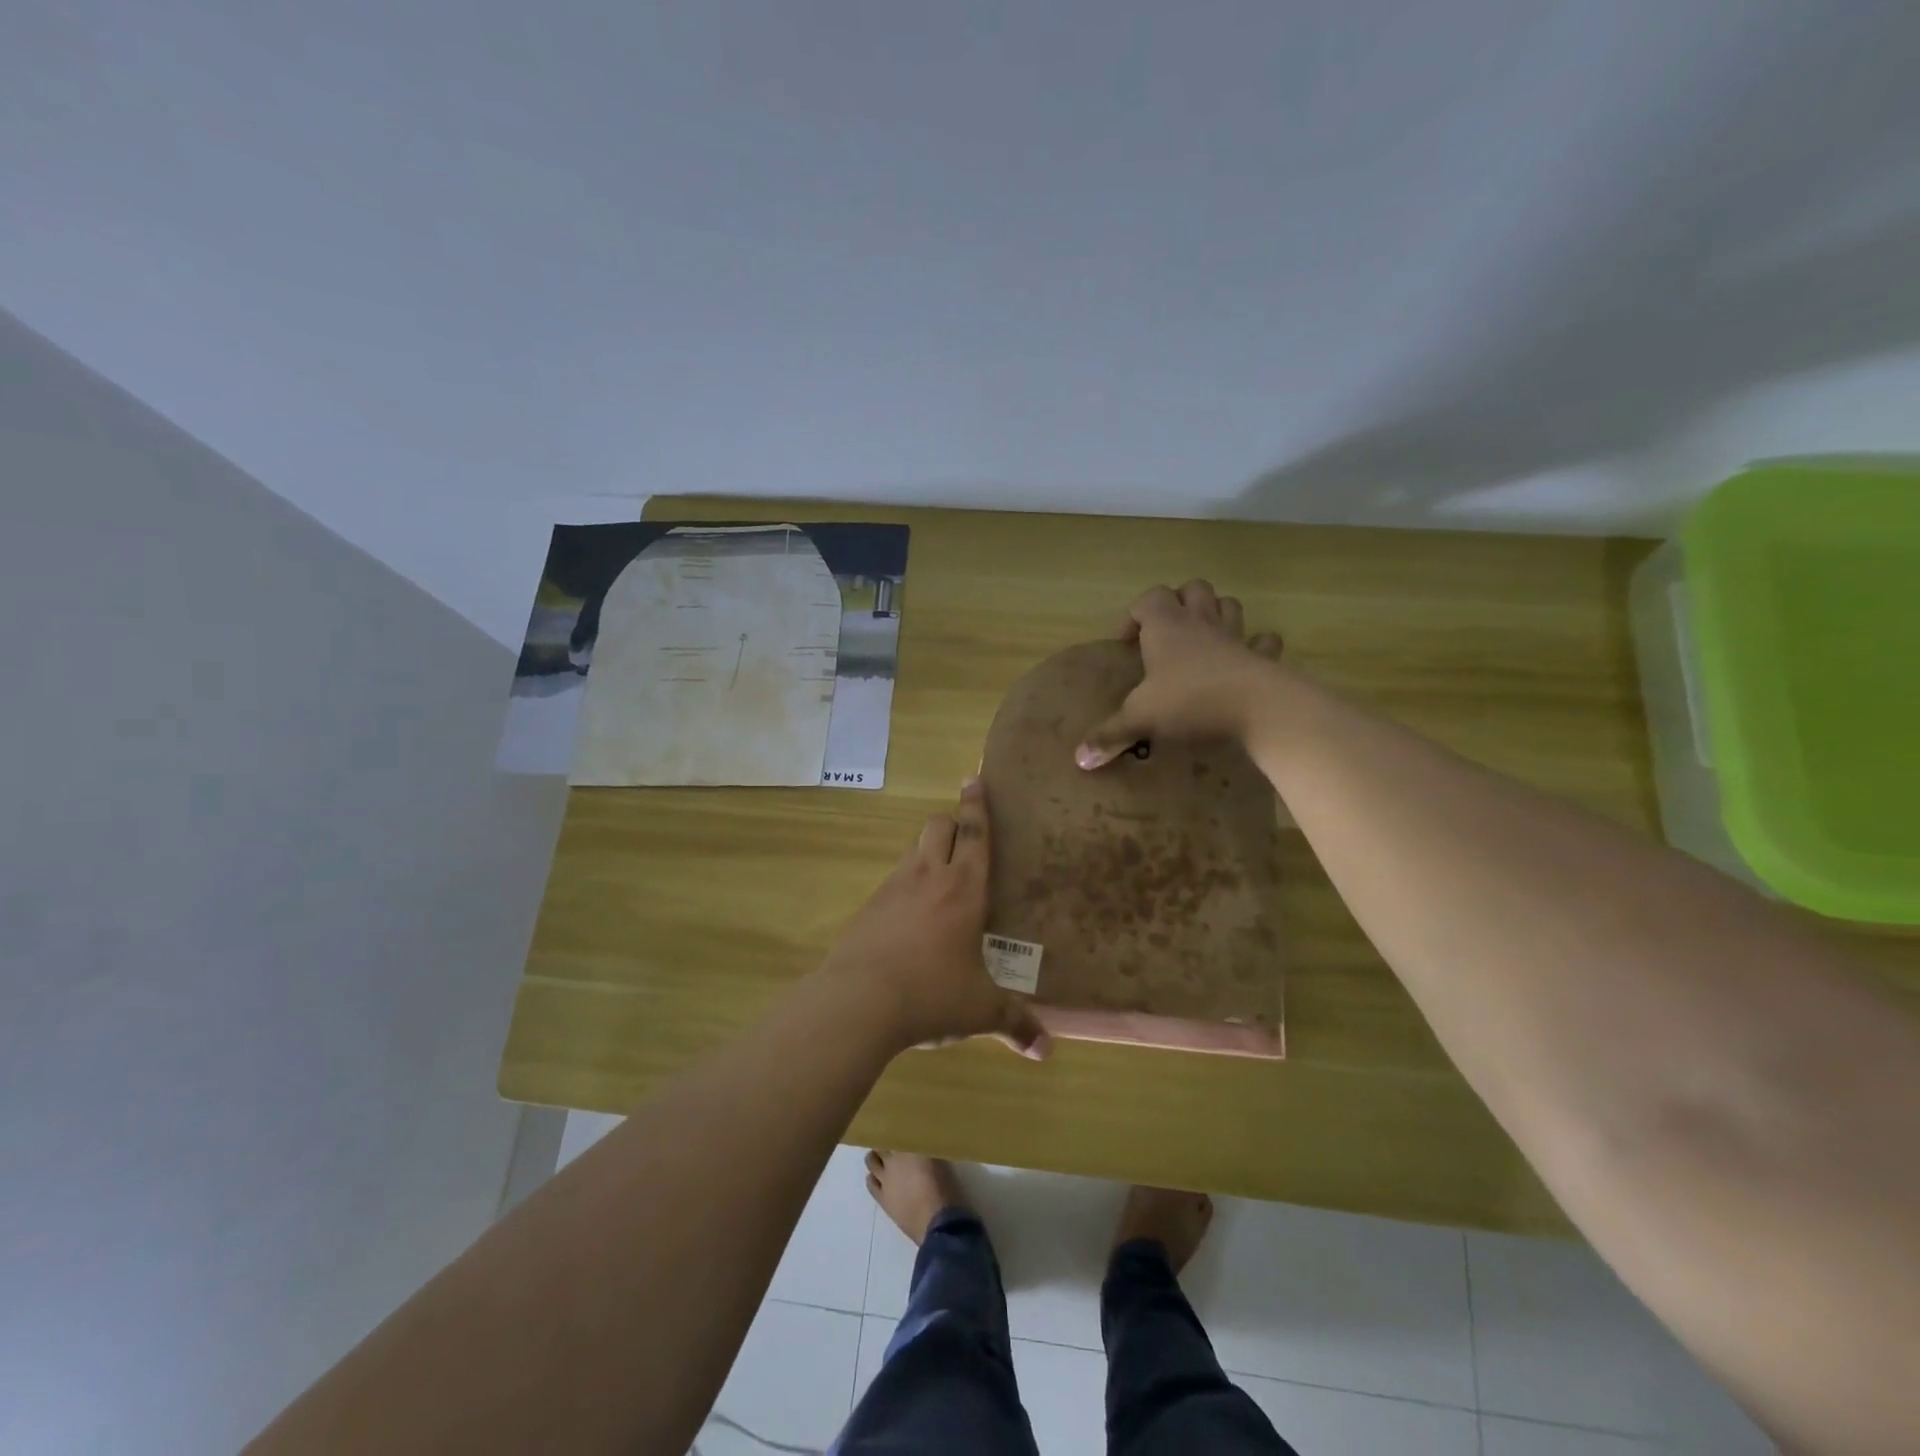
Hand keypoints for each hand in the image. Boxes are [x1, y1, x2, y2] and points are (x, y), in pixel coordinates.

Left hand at [818, 779, 1050, 1059]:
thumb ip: (1015, 1024)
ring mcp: (893, 888)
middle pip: (938, 826)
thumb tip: (1045, 1051)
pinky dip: (906, 885)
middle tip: (965, 836)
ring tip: (941, 878)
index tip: (974, 778)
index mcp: (964, 889)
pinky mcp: (868, 907)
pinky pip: (893, 881)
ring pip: (914, 850)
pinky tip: (910, 917)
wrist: (858, 1002)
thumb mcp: (979, 1010)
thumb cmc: (931, 994)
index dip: (977, 804)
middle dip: (952, 822)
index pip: (974, 833)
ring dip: (929, 852)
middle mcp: (928, 877)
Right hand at [1074, 580, 1283, 769]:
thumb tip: (1080, 759)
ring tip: (1202, 637)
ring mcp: (1235, 636)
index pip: (1148, 598)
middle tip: (1166, 632)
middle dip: (1178, 602)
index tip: (1126, 644)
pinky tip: (1247, 658)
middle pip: (1192, 589)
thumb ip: (1109, 736)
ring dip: (1216, 612)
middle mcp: (1201, 622)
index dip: (1134, 615)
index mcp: (1166, 627)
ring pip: (1228, 605)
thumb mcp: (1141, 719)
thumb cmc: (1190, 702)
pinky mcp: (1262, 657)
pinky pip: (1263, 641)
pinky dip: (1256, 645)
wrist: (1257, 708)